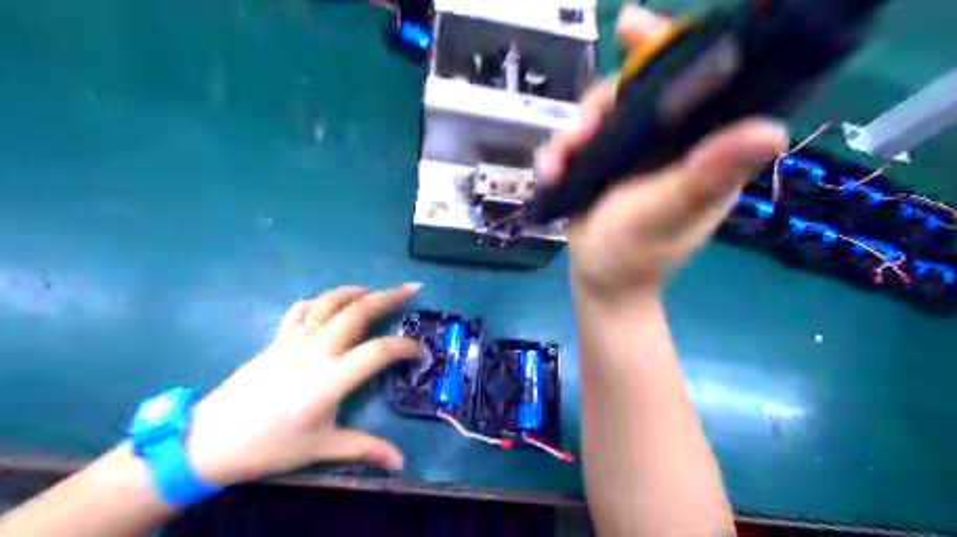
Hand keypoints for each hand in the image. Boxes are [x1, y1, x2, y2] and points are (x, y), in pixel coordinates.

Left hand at [183, 284, 421, 488]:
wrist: (209, 440)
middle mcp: (316, 350)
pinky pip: (301, 310)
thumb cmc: (270, 445)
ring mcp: (294, 340)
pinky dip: (320, 300)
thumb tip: (400, 462)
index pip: (379, 351)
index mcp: (331, 377)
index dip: (405, 347)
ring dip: (356, 291)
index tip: (420, 352)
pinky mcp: (277, 339)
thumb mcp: (320, 449)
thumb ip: (364, 449)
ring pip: (329, 303)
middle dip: (388, 297)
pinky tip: (328, 303)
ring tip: (375, 289)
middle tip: (410, 289)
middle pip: (357, 312)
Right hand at [538, 4, 785, 305]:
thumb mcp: (669, 214)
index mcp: (700, 147)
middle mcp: (668, 142)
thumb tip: (773, 129)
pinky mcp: (601, 164)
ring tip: (556, 165)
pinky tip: (549, 173)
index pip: (697, 83)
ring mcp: (631, 152)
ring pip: (598, 114)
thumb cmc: (635, 255)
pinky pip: (578, 140)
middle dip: (598, 106)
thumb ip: (707, 175)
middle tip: (577, 133)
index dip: (669, 49)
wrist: (598, 283)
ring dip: (570, 134)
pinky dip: (558, 153)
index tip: (632, 29)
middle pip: (633, 91)